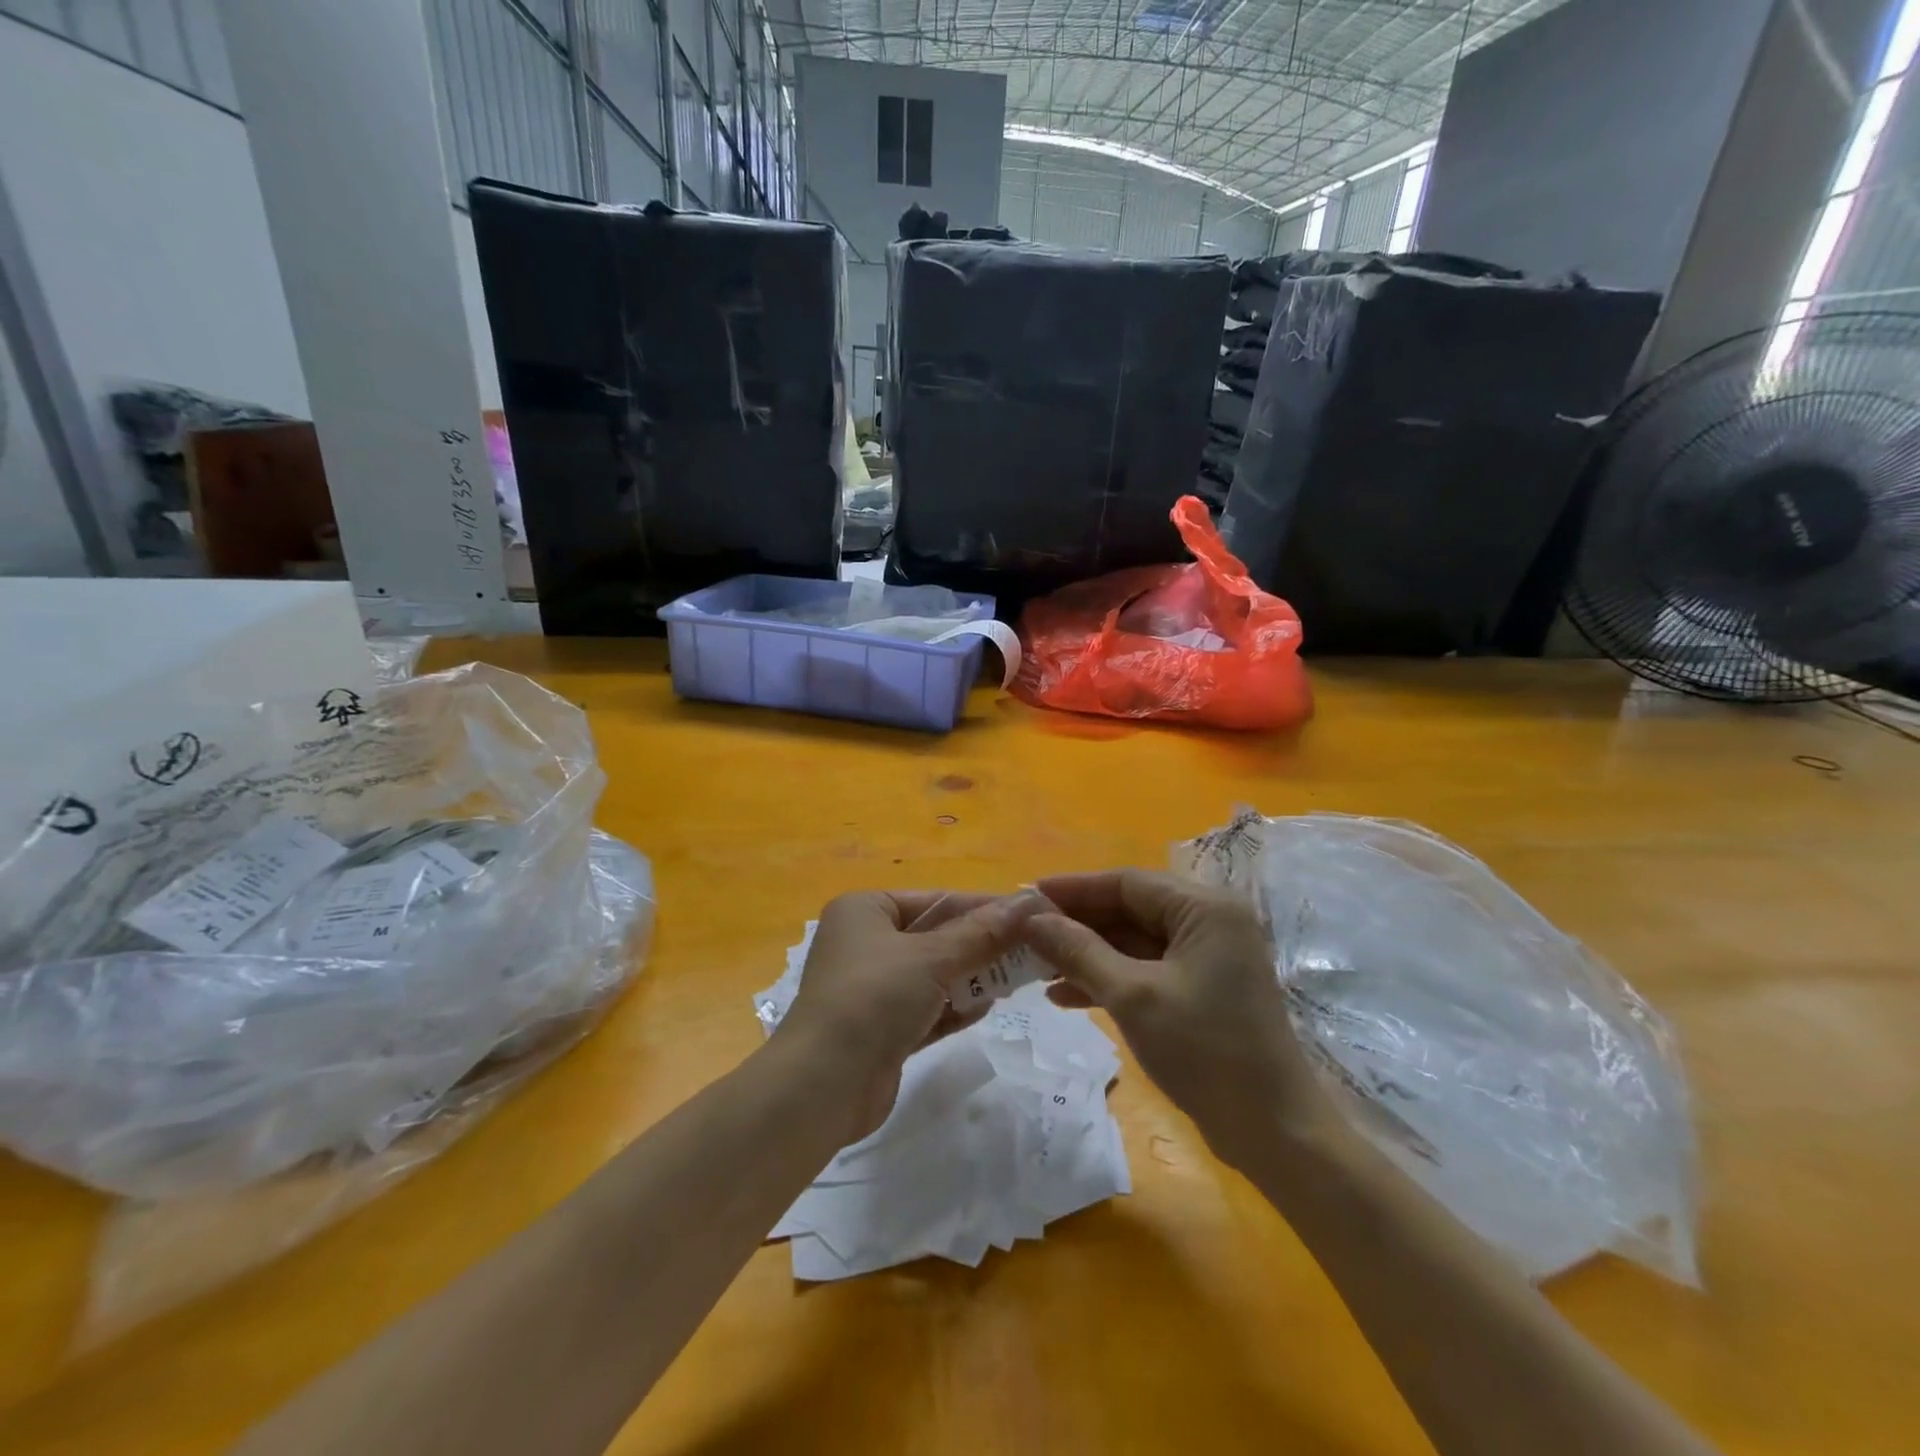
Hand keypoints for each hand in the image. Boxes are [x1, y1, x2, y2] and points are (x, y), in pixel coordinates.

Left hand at [775, 891, 1036, 1142]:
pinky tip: (988, 1007)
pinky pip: (927, 1008)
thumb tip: (1028, 903)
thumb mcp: (932, 958)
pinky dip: (955, 1007)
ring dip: (972, 977)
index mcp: (866, 910)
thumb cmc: (873, 998)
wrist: (822, 1085)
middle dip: (982, 945)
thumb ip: (982, 933)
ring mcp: (872, 988)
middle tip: (1032, 950)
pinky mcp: (881, 1029)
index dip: (984, 907)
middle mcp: (865, 943)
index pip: (936, 901)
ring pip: (934, 974)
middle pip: (937, 936)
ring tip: (1018, 978)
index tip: (1032, 914)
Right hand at [1024, 870, 1334, 1169]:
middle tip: (1026, 935)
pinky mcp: (1200, 989)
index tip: (1026, 896)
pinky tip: (1065, 996)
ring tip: (1036, 969)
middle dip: (1076, 925)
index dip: (1074, 889)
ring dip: (1087, 955)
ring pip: (1133, 942)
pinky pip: (1145, 969)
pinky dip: (1108, 979)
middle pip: (1129, 909)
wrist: (1273, 1131)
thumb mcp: (1132, 995)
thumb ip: (1079, 950)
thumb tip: (1031, 918)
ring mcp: (1206, 957)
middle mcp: (1209, 922)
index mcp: (1204, 908)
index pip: (1126, 882)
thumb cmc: (1204, 1050)